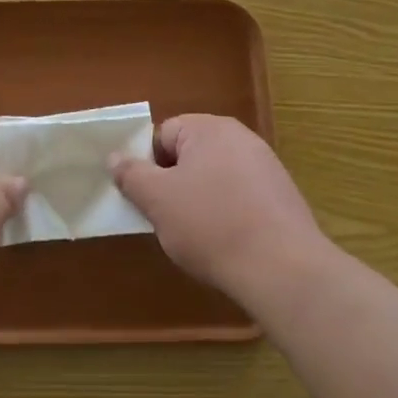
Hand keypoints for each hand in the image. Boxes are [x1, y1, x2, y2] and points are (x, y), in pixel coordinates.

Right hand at [111, 114, 326, 302]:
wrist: (282, 268)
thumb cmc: (211, 225)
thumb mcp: (158, 200)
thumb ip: (132, 175)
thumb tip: (115, 157)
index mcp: (210, 129)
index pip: (163, 135)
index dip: (149, 165)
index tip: (147, 198)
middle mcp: (241, 138)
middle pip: (190, 155)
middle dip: (173, 185)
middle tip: (167, 218)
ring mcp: (266, 167)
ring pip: (214, 178)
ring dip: (199, 201)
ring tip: (196, 236)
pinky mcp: (282, 197)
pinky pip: (240, 197)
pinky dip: (227, 215)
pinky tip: (226, 243)